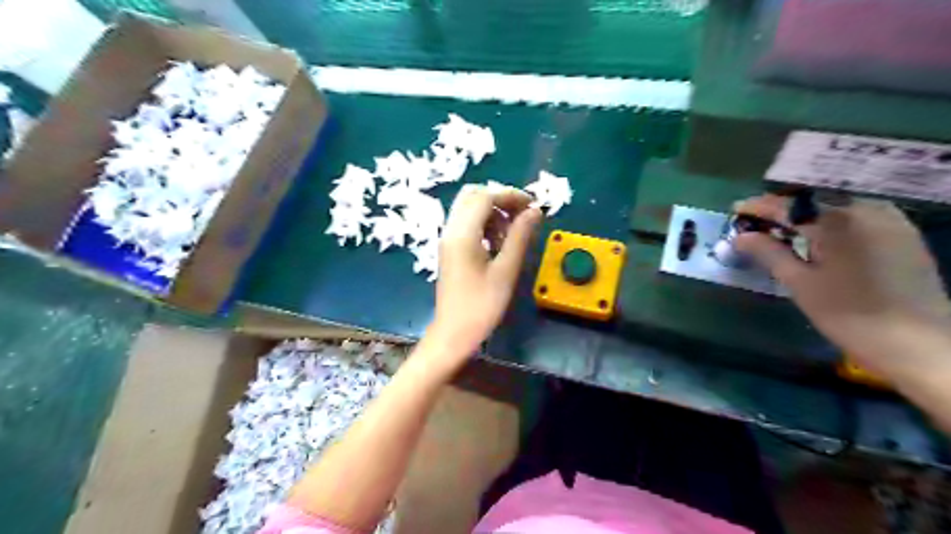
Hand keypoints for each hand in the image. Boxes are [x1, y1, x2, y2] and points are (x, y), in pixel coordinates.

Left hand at [426, 184, 537, 358]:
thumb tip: (535, 211)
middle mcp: (451, 230)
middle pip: (472, 195)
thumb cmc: (482, 305)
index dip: (510, 195)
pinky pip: (466, 223)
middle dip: (499, 199)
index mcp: (462, 234)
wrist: (453, 333)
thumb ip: (520, 236)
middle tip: (522, 214)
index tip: (533, 205)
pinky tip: (499, 242)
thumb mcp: (506, 270)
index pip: (485, 196)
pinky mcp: (449, 249)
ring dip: (492, 211)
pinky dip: (484, 223)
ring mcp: (448, 239)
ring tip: (513, 232)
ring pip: (468, 208)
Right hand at [734, 194, 949, 373]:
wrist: (920, 344)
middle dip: (783, 210)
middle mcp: (866, 210)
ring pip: (836, 208)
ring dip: (807, 216)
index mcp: (837, 221)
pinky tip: (820, 236)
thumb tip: (740, 237)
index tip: (737, 209)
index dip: (759, 207)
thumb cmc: (848, 314)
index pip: (788, 206)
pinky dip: (832, 222)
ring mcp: (890, 220)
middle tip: (758, 222)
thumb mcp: (800, 283)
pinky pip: (858, 217)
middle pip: (813, 203)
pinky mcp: (904, 233)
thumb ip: (768, 253)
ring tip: (785, 229)